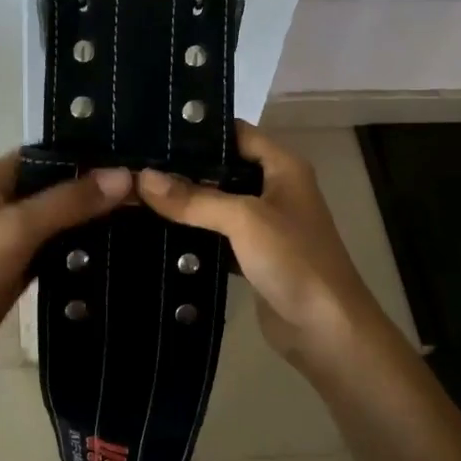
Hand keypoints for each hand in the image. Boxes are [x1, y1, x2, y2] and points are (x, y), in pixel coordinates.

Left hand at [0, 153, 131, 372]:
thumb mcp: (20, 228)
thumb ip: (69, 200)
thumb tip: (123, 176)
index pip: (51, 151)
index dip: (89, 152)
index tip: (131, 158)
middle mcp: (6, 195)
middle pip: (60, 182)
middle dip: (97, 185)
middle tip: (146, 187)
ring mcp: (14, 229)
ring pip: (62, 213)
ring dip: (93, 214)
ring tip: (143, 210)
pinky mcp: (23, 258)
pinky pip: (60, 241)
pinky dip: (83, 242)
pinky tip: (118, 243)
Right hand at [136, 122, 385, 367]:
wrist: (327, 331)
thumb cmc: (294, 260)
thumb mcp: (244, 219)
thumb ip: (194, 198)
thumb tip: (142, 178)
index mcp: (282, 166)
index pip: (236, 132)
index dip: (199, 128)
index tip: (153, 129)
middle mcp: (274, 188)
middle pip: (223, 167)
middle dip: (183, 167)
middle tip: (134, 162)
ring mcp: (264, 224)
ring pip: (217, 202)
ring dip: (185, 201)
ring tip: (135, 190)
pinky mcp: (253, 255)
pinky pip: (217, 234)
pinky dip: (192, 232)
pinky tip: (155, 229)